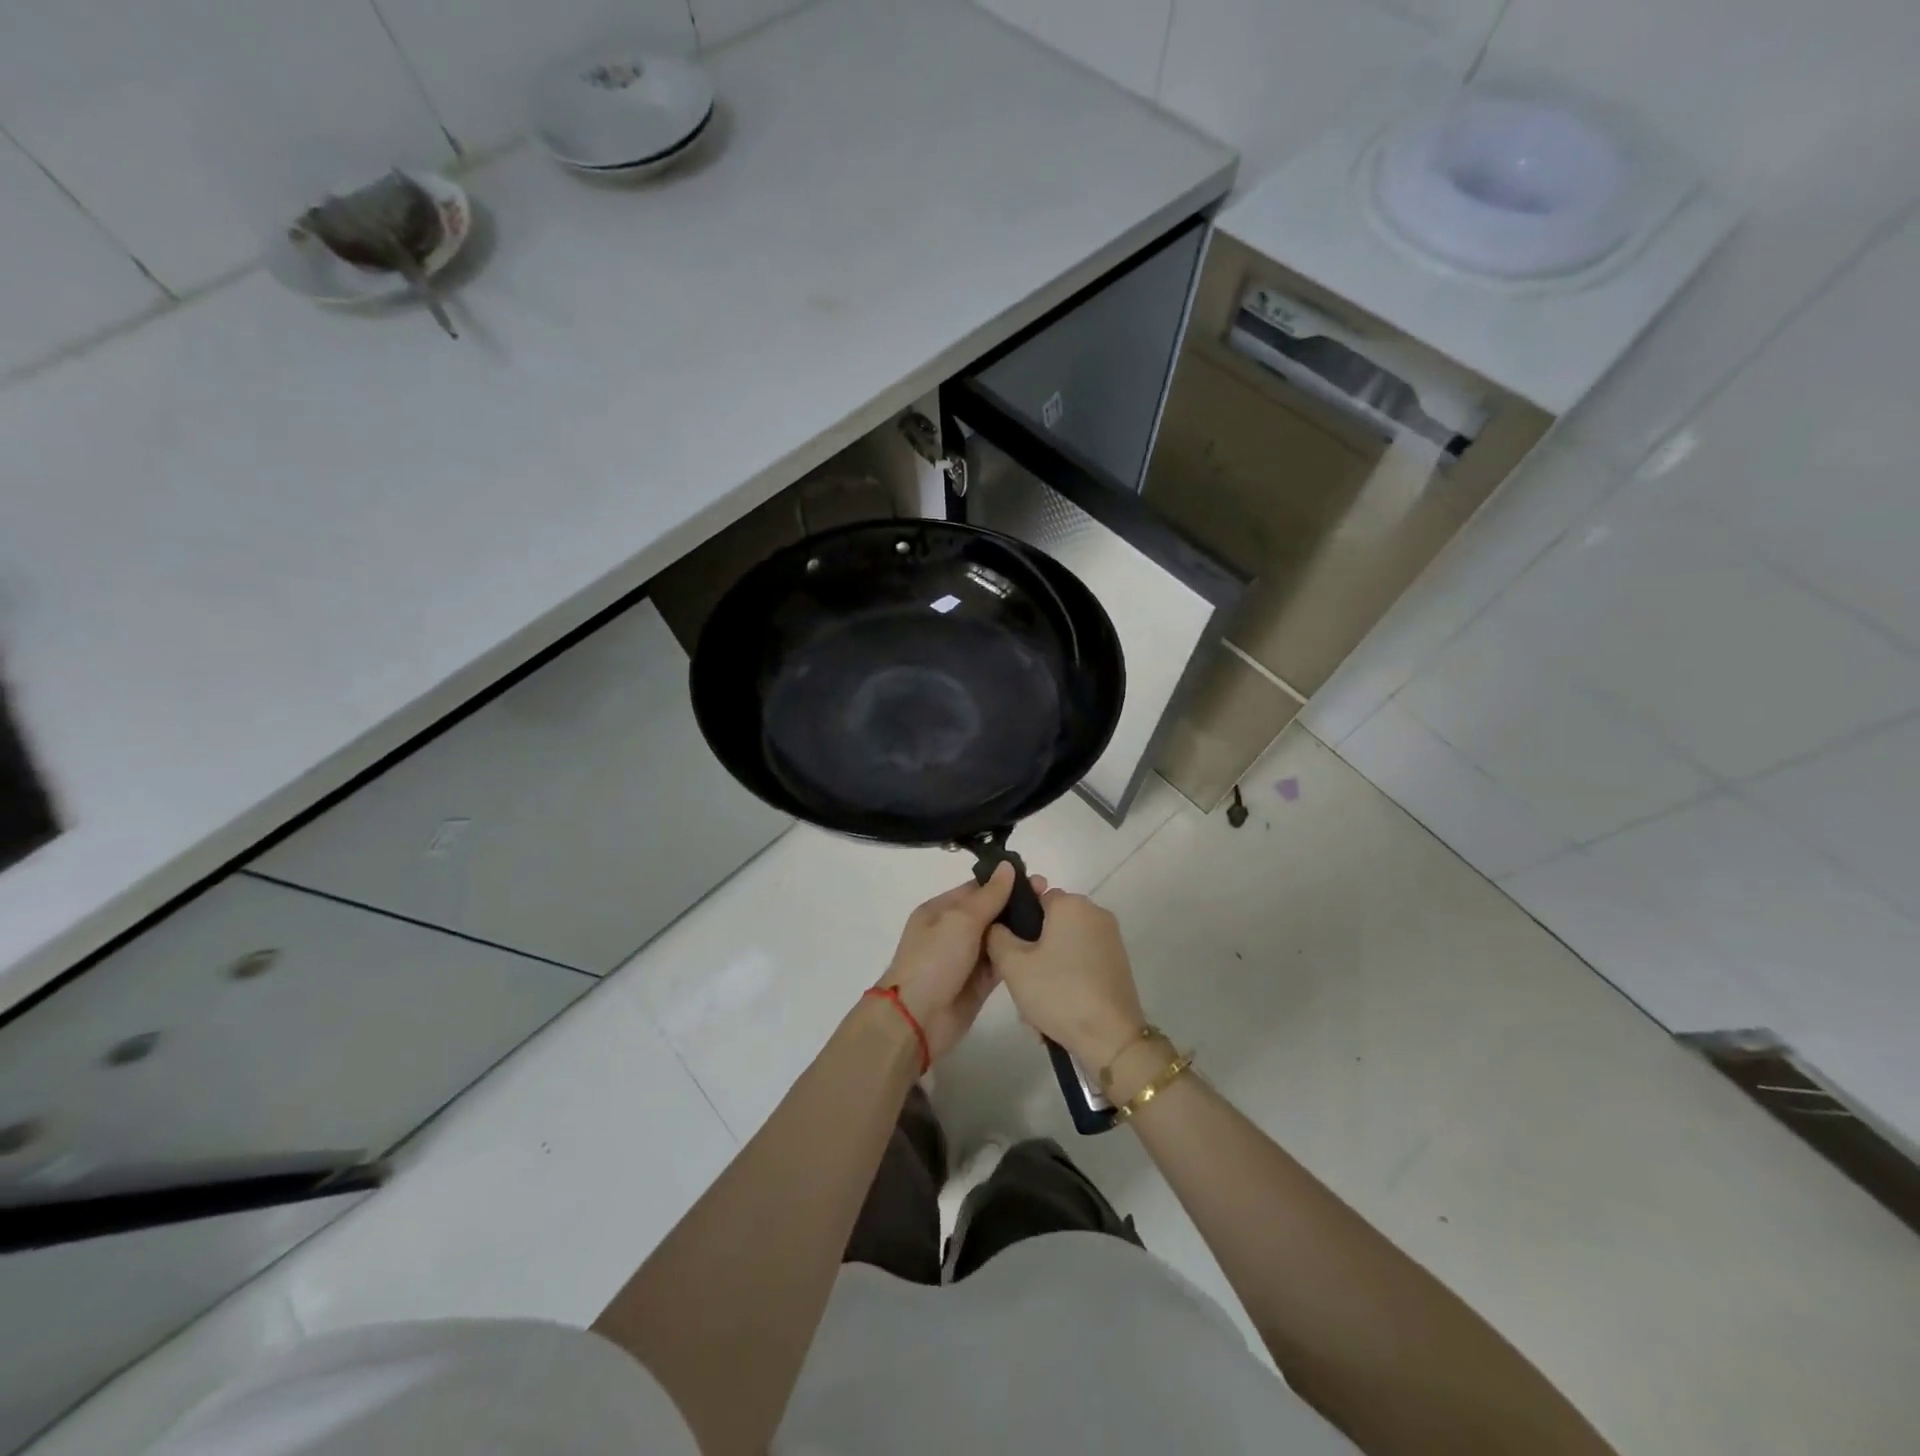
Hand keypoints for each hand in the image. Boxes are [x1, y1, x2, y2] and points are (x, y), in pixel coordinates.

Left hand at [875, 863, 1049, 1062]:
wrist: (917, 1019)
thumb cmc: (934, 961)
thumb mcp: (960, 921)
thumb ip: (989, 895)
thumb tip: (1007, 866)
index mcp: (940, 910)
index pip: (977, 889)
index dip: (1005, 882)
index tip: (1037, 879)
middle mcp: (953, 931)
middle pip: (990, 912)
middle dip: (1017, 905)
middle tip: (1051, 898)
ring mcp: (966, 958)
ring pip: (998, 937)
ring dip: (1021, 929)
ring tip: (1053, 921)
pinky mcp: (978, 983)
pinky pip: (1001, 962)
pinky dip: (1017, 955)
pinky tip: (1043, 947)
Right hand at [985, 889, 1146, 1070]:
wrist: (1110, 1037)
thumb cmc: (1058, 992)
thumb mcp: (1013, 965)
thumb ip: (997, 936)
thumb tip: (997, 925)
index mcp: (1071, 904)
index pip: (1034, 898)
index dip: (1018, 923)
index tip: (1010, 952)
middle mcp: (1095, 913)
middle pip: (1051, 924)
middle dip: (1033, 952)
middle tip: (1021, 983)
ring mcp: (1111, 939)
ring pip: (1065, 947)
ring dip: (1048, 970)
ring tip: (1037, 1006)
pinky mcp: (1119, 963)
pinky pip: (1082, 963)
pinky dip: (1068, 980)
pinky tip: (1059, 1009)